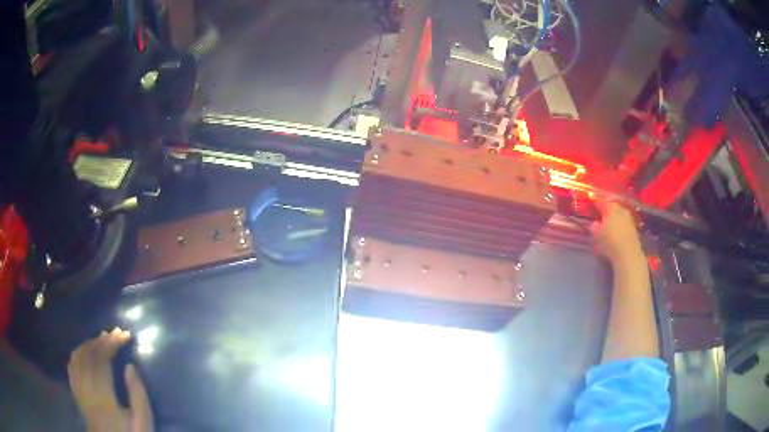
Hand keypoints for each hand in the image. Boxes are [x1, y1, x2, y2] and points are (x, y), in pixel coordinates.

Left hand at [68, 328, 152, 431]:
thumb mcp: (142, 422)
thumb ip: (138, 395)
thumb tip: (130, 366)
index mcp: (104, 397)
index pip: (103, 360)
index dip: (112, 344)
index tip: (125, 335)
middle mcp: (87, 389)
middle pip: (89, 356)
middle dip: (102, 340)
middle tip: (116, 332)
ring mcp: (79, 390)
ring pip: (79, 357)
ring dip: (90, 343)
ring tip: (101, 337)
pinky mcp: (76, 392)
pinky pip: (72, 365)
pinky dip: (78, 352)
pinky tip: (85, 348)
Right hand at [591, 200, 643, 265]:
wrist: (628, 253)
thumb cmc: (609, 242)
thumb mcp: (596, 236)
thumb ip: (594, 227)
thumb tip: (595, 223)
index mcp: (609, 208)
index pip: (600, 201)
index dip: (594, 200)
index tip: (590, 197)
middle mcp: (620, 209)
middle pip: (611, 205)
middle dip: (605, 208)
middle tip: (600, 211)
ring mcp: (628, 217)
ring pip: (618, 212)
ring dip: (613, 215)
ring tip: (608, 221)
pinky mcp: (633, 226)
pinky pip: (624, 220)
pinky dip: (619, 222)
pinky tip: (616, 228)